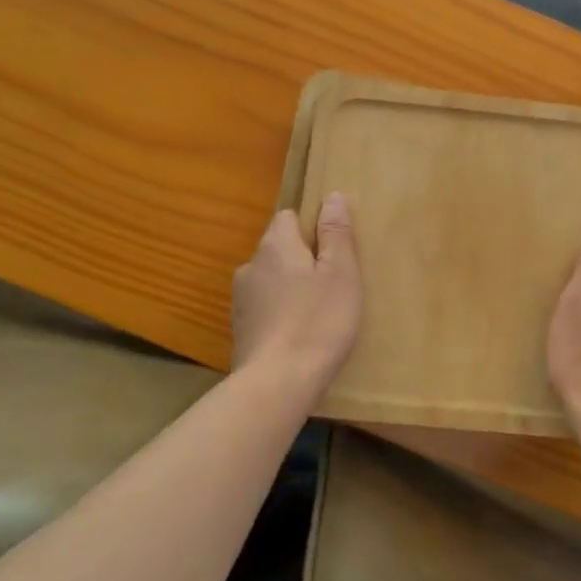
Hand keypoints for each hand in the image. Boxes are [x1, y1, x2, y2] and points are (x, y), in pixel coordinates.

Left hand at [232, 194, 362, 393]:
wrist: (277, 383)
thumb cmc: (318, 321)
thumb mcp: (340, 273)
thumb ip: (336, 233)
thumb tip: (332, 196)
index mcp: (275, 245)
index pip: (288, 217)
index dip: (312, 227)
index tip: (334, 249)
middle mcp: (251, 265)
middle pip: (279, 249)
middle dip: (302, 259)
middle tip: (333, 283)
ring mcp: (240, 300)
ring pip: (271, 280)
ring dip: (290, 288)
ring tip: (317, 312)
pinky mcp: (240, 329)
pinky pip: (265, 308)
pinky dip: (280, 313)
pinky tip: (299, 334)